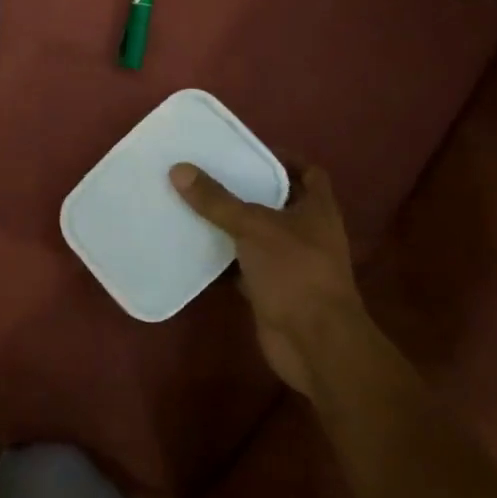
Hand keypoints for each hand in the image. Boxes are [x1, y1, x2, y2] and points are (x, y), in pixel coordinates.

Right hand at [171, 158, 366, 398]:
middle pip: (277, 201)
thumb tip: (179, 169)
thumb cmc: (296, 272)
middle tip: (209, 172)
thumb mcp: (253, 227)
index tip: (248, 151)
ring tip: (194, 202)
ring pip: (256, 234)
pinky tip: (193, 246)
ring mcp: (291, 264)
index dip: (284, 159)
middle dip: (246, 189)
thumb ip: (217, 200)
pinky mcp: (272, 290)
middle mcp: (308, 233)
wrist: (316, 346)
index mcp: (317, 209)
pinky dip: (222, 258)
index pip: (308, 172)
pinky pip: (243, 266)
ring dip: (231, 224)